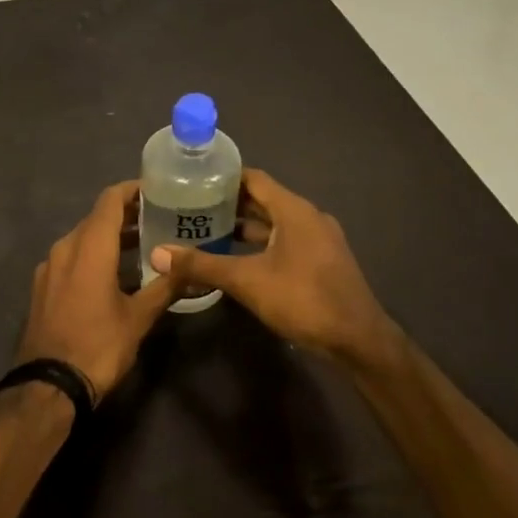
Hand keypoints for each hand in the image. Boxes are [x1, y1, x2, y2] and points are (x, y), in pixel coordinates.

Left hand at [15, 181, 178, 401]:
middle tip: (159, 218)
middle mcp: (65, 247)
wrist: (47, 385)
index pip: (110, 200)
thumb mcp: (138, 318)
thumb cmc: (98, 346)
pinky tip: (113, 274)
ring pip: (83, 238)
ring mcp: (49, 267)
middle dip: (126, 215)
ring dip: (110, 237)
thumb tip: (192, 267)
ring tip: (142, 245)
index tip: (156, 190)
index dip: (132, 190)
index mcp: (89, 247)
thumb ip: (165, 287)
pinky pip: (70, 257)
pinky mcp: (42, 286)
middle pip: (96, 218)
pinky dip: (93, 255)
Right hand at [153, 169, 395, 362]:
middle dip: (229, 203)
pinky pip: (285, 241)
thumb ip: (203, 265)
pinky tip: (237, 259)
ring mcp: (318, 240)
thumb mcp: (247, 281)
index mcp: (294, 209)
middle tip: (191, 207)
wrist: (359, 341)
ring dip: (244, 226)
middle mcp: (308, 217)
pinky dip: (260, 244)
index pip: (254, 179)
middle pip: (263, 200)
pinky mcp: (322, 261)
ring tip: (207, 231)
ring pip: (274, 223)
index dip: (224, 177)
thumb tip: (158, 254)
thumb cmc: (304, 299)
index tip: (193, 180)